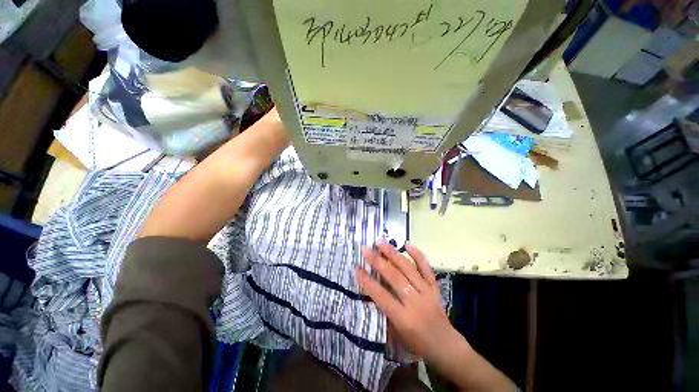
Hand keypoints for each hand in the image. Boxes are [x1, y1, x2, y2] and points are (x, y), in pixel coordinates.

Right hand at [356, 242, 462, 361]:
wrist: (446, 346)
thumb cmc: (417, 343)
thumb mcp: (396, 334)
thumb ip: (384, 311)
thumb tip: (372, 289)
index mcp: (404, 319)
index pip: (382, 296)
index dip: (368, 282)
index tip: (357, 268)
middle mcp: (416, 302)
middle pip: (395, 278)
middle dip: (378, 262)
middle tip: (366, 249)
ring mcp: (427, 292)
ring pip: (408, 269)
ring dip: (393, 254)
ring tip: (381, 243)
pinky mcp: (435, 287)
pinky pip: (426, 269)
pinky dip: (418, 255)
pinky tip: (408, 245)